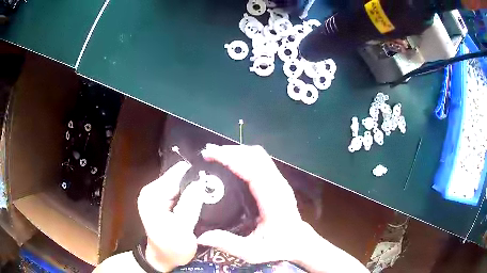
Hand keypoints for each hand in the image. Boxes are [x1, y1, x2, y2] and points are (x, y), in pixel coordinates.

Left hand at [137, 161, 203, 271]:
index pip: (178, 173)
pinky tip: (201, 201)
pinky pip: (181, 191)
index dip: (196, 175)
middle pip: (179, 176)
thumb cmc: (172, 248)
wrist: (164, 258)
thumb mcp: (182, 229)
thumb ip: (190, 204)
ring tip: (209, 197)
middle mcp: (153, 190)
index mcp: (153, 194)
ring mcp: (157, 194)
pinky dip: (191, 195)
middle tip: (214, 192)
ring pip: (182, 183)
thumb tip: (200, 181)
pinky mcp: (163, 200)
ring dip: (195, 189)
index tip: (214, 181)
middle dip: (196, 182)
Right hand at [198, 144, 367, 272]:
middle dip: (231, 151)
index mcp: (273, 200)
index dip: (231, 158)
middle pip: (256, 156)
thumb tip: (201, 237)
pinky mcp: (277, 182)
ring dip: (237, 152)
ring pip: (259, 156)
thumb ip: (228, 244)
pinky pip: (260, 162)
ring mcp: (279, 182)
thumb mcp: (253, 252)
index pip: (253, 170)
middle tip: (209, 152)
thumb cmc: (279, 247)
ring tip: (216, 154)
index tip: (211, 154)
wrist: (299, 243)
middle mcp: (278, 185)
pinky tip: (231, 163)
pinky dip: (244, 157)